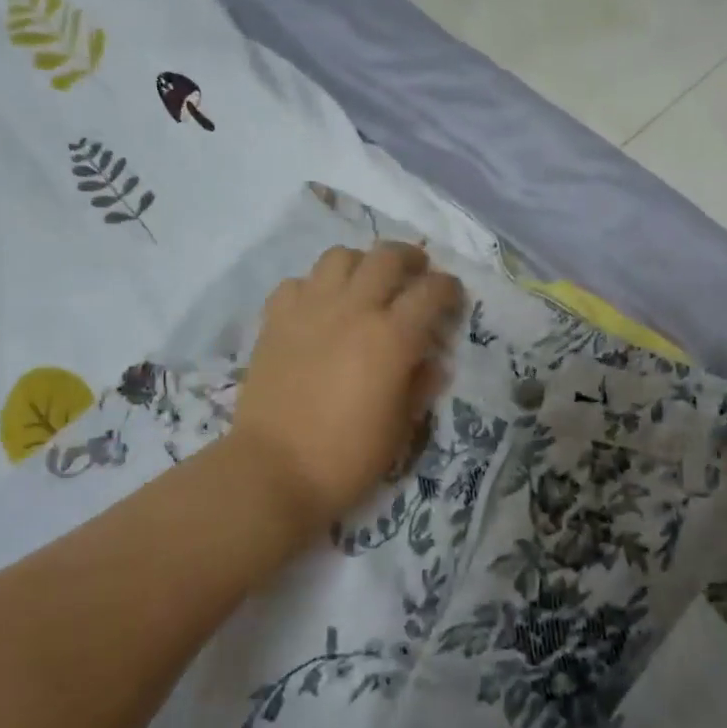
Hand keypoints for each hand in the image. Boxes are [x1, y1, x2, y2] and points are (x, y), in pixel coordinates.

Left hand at [231, 242, 463, 535]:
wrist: (273, 471)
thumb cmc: (347, 457)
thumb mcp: (401, 428)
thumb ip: (420, 386)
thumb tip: (432, 361)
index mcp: (392, 337)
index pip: (431, 291)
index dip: (449, 289)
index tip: (453, 298)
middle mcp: (354, 309)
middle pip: (387, 257)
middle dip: (410, 259)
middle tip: (416, 274)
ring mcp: (310, 309)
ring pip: (339, 256)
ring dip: (362, 263)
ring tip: (367, 283)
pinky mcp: (275, 320)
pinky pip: (298, 283)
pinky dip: (315, 287)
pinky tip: (320, 308)